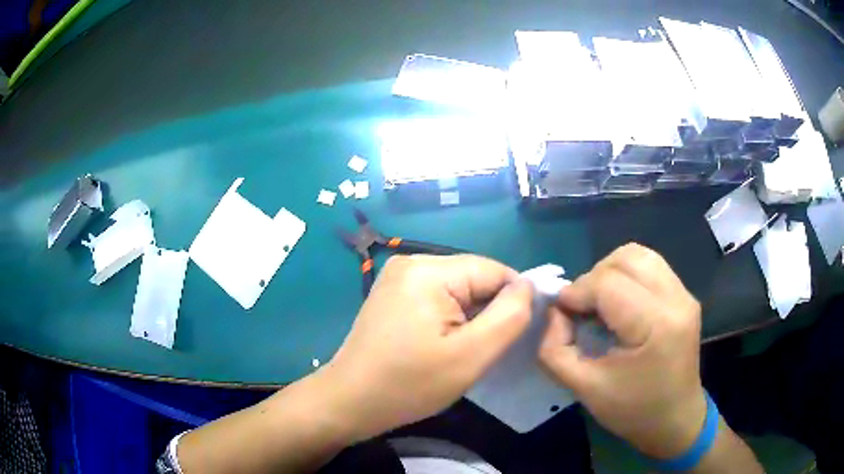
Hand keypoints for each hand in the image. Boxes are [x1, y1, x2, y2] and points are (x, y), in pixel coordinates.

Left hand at [322, 254, 533, 441]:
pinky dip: (449, 318)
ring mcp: (398, 277)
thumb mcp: (471, 356)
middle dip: (487, 312)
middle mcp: (412, 261)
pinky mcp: (393, 293)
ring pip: (458, 289)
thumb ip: (509, 316)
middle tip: (479, 350)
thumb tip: (528, 286)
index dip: (512, 302)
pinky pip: (438, 297)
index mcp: (429, 270)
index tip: (510, 337)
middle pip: (474, 278)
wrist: (350, 401)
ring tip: (459, 350)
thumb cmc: (409, 385)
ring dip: (469, 317)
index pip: (494, 271)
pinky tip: (440, 343)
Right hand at [539, 243, 705, 459]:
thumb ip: (555, 350)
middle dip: (593, 277)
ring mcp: (684, 294)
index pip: (608, 284)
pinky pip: (650, 266)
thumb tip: (554, 312)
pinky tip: (619, 303)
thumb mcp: (584, 389)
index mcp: (656, 325)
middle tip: (581, 307)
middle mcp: (676, 299)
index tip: (560, 311)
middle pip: (626, 258)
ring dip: (610, 271)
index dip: (576, 291)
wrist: (675, 420)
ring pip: (639, 255)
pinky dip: (626, 275)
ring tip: (599, 301)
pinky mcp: (685, 296)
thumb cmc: (633, 410)